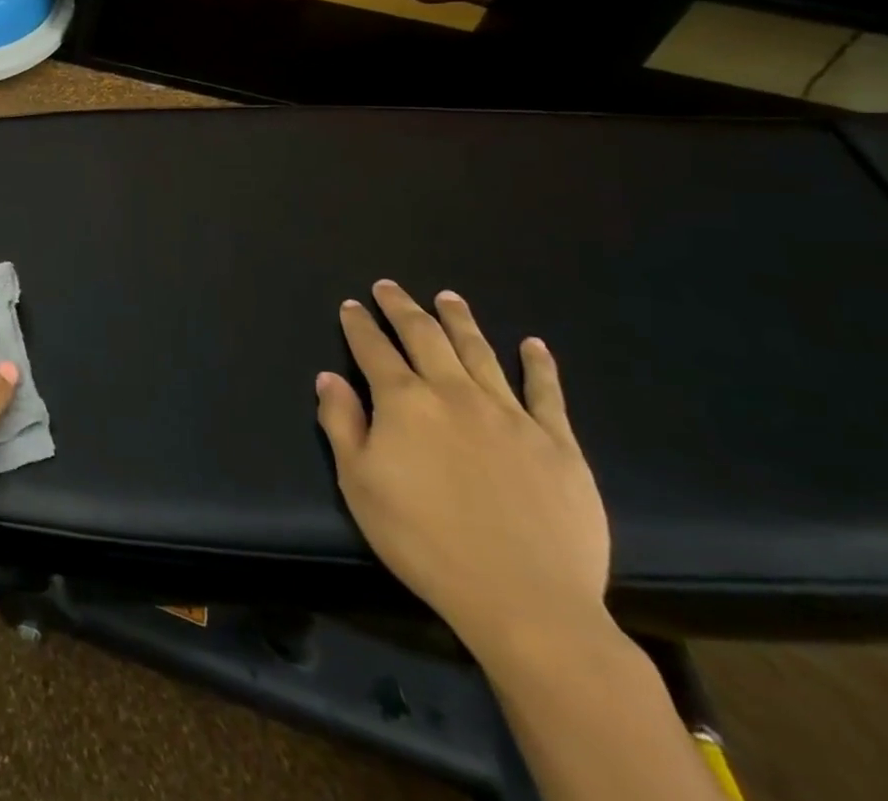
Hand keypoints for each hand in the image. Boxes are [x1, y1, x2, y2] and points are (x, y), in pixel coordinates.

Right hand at [315, 281, 611, 661]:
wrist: (524, 600)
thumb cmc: (424, 541)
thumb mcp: (359, 484)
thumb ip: (341, 423)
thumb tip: (329, 377)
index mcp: (404, 402)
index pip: (374, 349)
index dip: (359, 325)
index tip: (351, 306)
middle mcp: (454, 394)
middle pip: (425, 336)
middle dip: (402, 307)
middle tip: (389, 287)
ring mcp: (510, 415)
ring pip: (479, 352)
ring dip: (460, 320)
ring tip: (448, 297)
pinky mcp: (558, 444)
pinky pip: (546, 393)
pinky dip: (539, 365)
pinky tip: (533, 344)